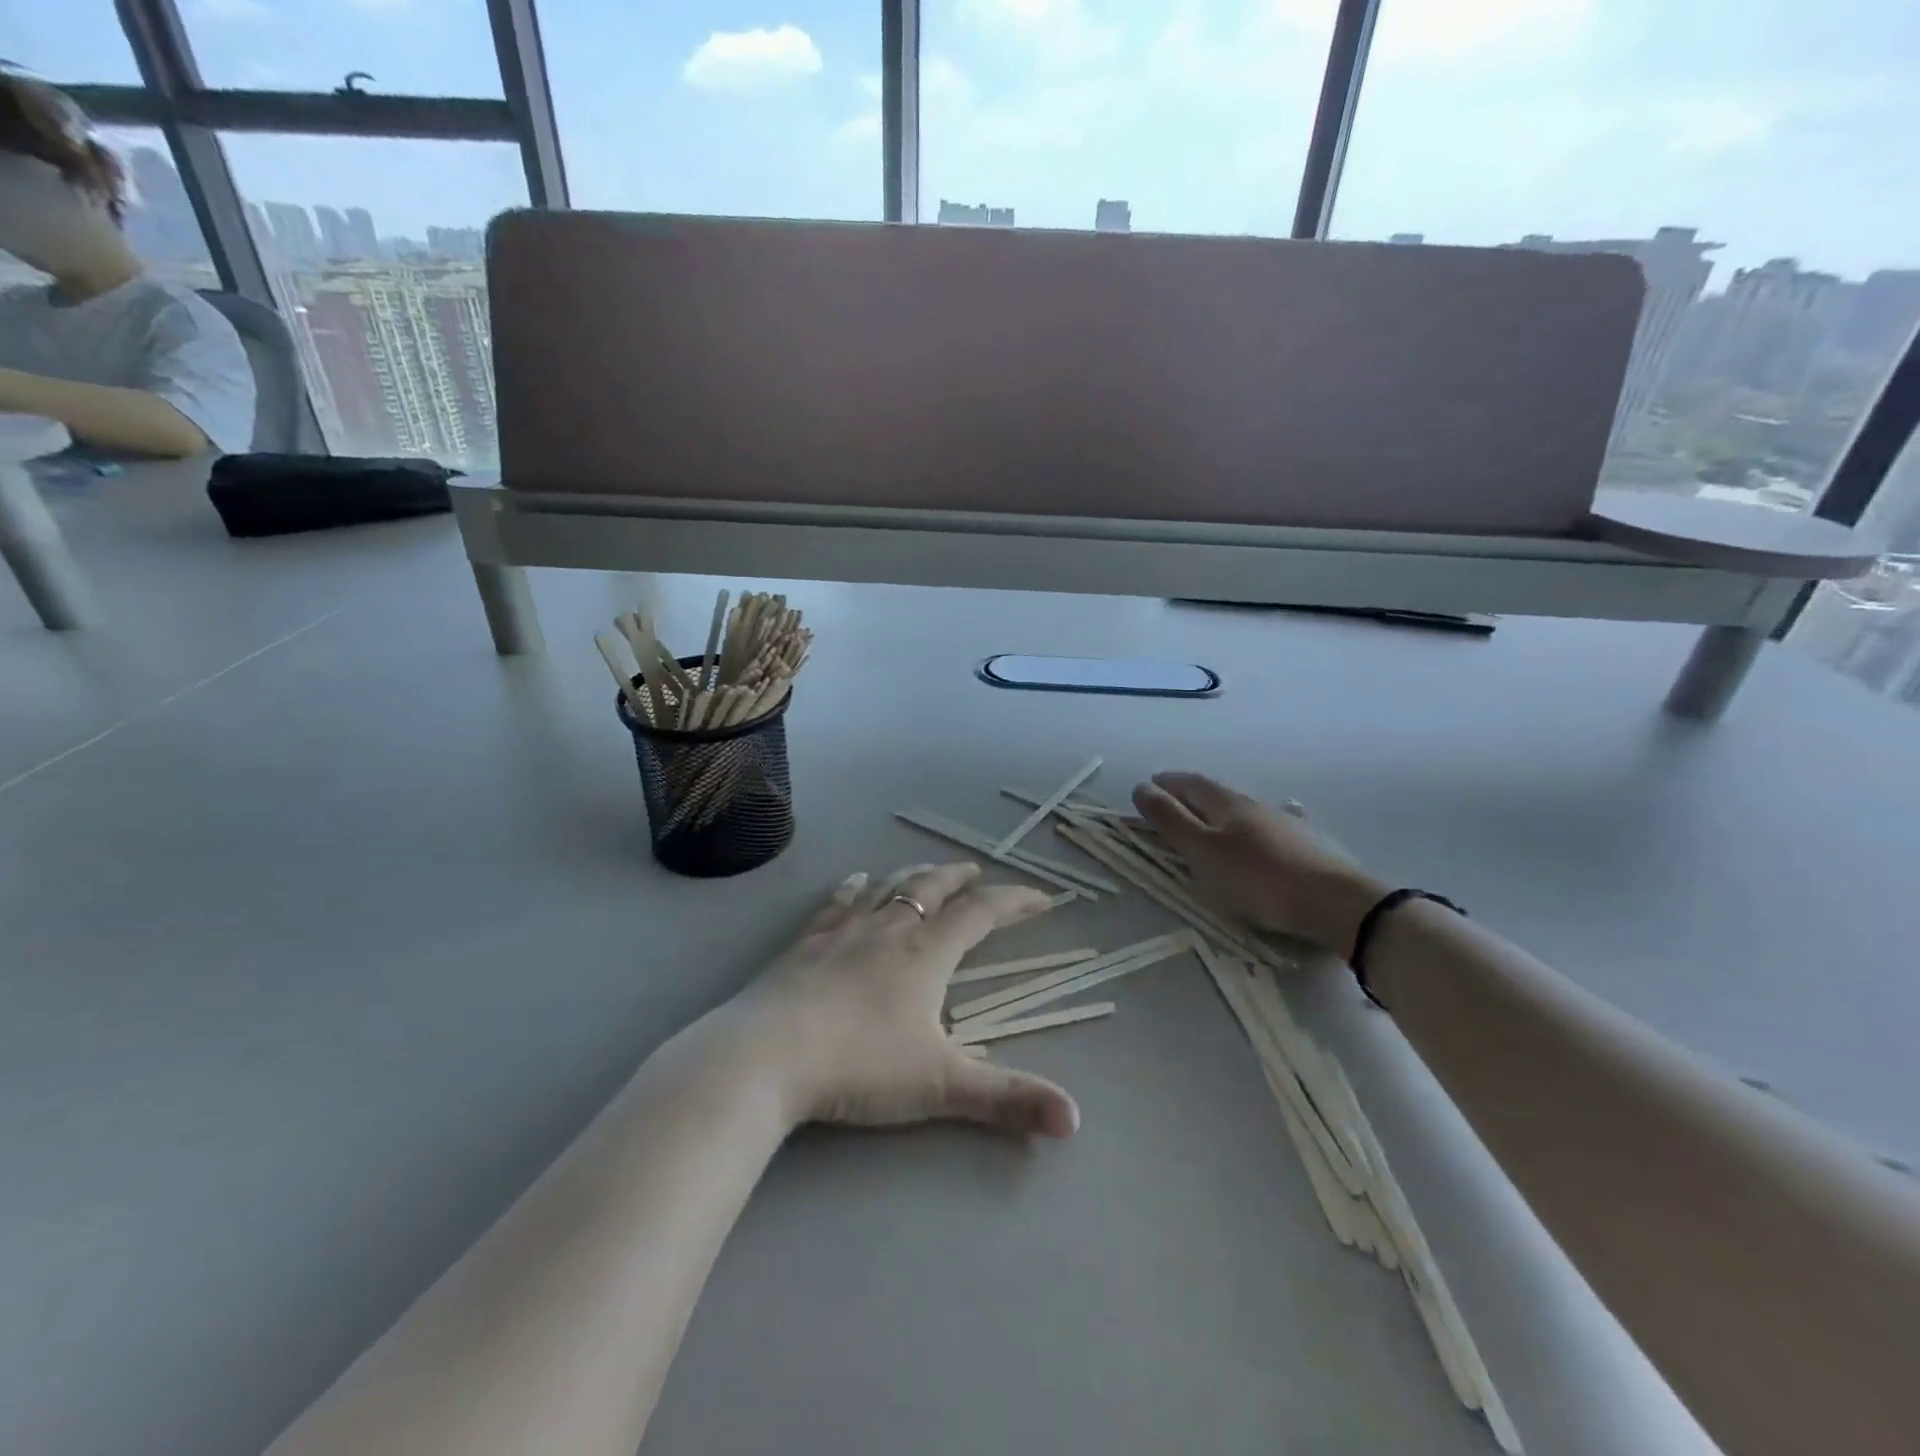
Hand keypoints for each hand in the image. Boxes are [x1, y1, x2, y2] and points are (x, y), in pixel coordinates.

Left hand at [737, 863, 1080, 1138]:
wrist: (768, 1055)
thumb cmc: (859, 1065)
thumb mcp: (940, 1086)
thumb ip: (1007, 1100)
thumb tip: (1074, 1120)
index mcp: (926, 954)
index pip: (982, 914)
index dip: (1015, 902)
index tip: (1041, 898)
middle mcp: (889, 930)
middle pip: (931, 888)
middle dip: (959, 878)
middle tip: (976, 871)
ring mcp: (843, 931)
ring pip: (886, 887)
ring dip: (912, 875)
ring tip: (926, 870)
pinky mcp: (805, 943)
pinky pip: (836, 903)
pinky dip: (853, 887)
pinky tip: (855, 881)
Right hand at [1131, 772, 1383, 953]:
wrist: (1335, 902)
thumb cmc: (1257, 877)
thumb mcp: (1202, 851)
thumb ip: (1171, 820)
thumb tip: (1141, 787)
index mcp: (1226, 802)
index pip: (1189, 782)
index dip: (1166, 783)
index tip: (1148, 786)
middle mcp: (1254, 804)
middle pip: (1214, 792)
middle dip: (1189, 794)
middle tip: (1170, 803)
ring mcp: (1282, 822)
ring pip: (1240, 810)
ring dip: (1216, 812)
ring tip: (1204, 823)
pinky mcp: (1303, 844)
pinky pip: (1261, 828)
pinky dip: (1242, 829)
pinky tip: (1250, 840)